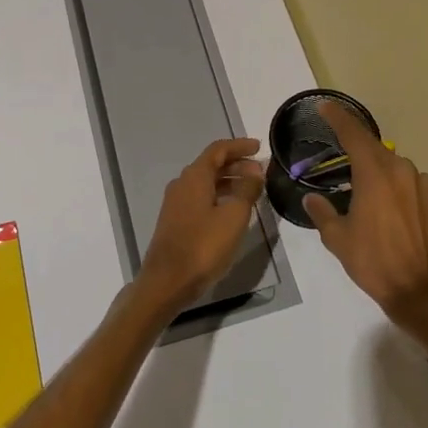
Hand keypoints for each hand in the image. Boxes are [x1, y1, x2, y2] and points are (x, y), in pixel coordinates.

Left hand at [137, 138, 265, 315]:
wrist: (167, 281)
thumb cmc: (203, 246)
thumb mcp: (234, 217)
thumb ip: (247, 190)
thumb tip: (255, 171)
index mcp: (195, 177)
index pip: (218, 150)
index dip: (239, 146)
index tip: (258, 147)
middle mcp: (182, 184)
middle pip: (211, 165)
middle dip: (236, 164)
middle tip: (259, 171)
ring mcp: (176, 203)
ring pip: (206, 183)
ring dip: (228, 181)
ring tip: (251, 190)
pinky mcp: (175, 221)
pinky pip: (200, 198)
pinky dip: (218, 196)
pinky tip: (232, 210)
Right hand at [303, 101, 427, 328]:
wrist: (423, 292)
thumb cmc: (374, 263)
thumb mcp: (338, 240)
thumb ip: (322, 213)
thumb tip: (312, 199)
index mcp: (374, 174)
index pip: (353, 134)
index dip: (338, 117)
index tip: (326, 106)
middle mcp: (403, 171)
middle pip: (377, 153)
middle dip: (361, 159)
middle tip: (348, 175)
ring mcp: (427, 185)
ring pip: (400, 172)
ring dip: (386, 181)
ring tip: (377, 208)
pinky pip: (419, 189)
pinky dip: (407, 196)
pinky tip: (401, 219)